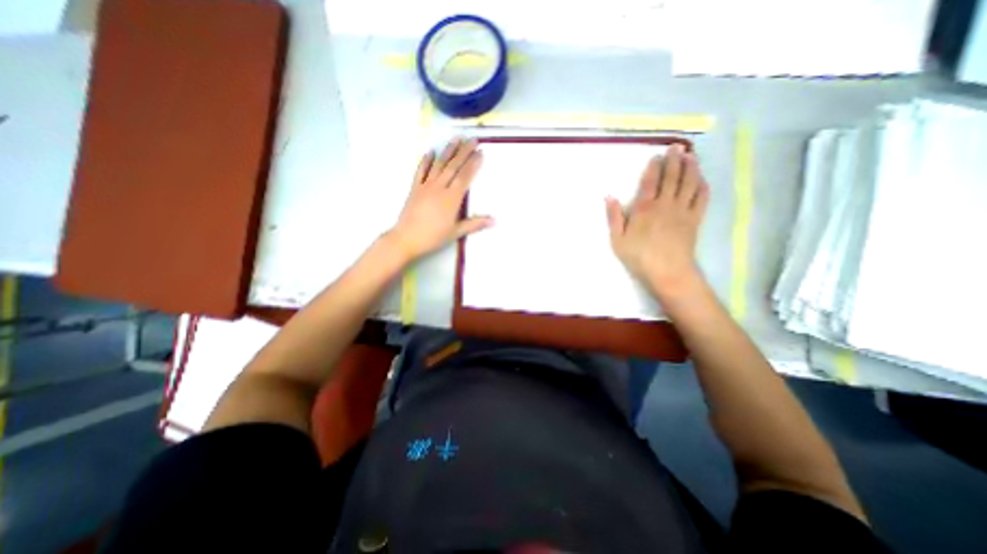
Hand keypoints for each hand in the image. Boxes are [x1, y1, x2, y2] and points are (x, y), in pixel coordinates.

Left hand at [384, 137, 493, 262]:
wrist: (406, 238)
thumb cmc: (433, 237)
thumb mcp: (456, 232)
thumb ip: (475, 224)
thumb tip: (494, 221)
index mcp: (452, 198)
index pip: (465, 176)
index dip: (473, 164)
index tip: (480, 152)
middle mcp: (440, 187)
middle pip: (453, 166)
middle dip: (464, 152)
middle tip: (472, 139)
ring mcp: (426, 186)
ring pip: (439, 165)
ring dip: (448, 151)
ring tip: (455, 138)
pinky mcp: (415, 188)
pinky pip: (421, 171)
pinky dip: (425, 160)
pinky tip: (430, 151)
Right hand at [607, 146, 713, 295]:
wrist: (667, 271)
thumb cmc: (638, 256)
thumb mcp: (617, 239)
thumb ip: (613, 217)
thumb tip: (609, 196)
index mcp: (644, 208)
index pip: (650, 181)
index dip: (654, 166)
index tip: (657, 155)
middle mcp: (665, 204)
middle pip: (672, 177)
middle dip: (675, 159)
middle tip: (677, 146)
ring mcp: (682, 210)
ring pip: (689, 182)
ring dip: (691, 167)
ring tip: (691, 155)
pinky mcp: (695, 219)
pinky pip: (701, 197)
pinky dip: (702, 185)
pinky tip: (702, 179)